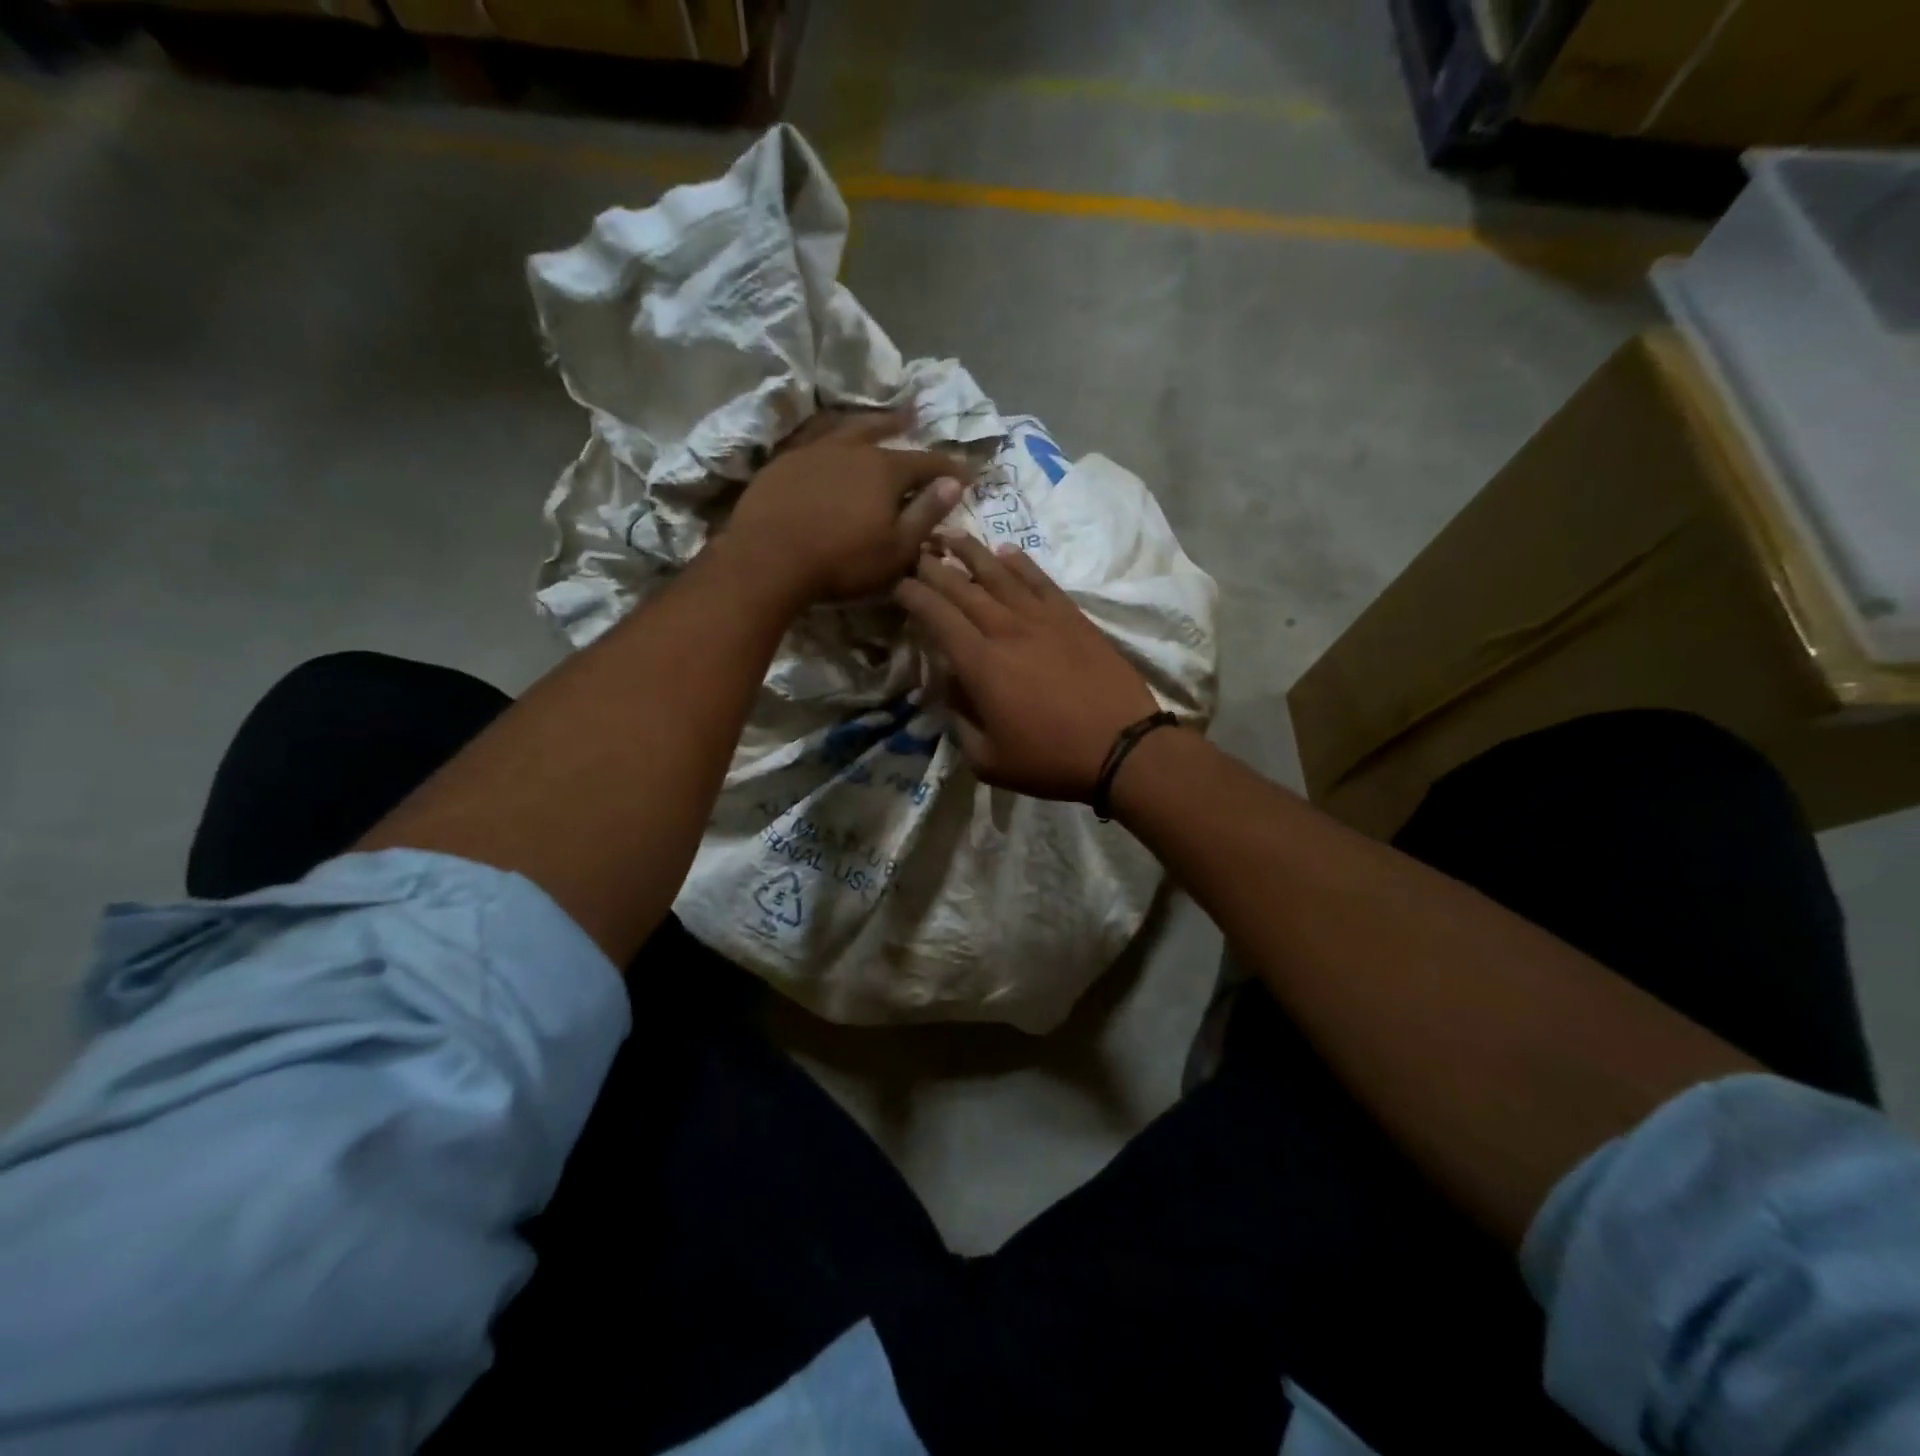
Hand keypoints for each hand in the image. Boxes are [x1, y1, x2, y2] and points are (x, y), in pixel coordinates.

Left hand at [720, 410, 967, 606]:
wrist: (769, 558)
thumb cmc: (842, 560)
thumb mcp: (896, 548)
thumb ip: (926, 513)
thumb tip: (953, 483)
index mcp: (885, 470)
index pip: (926, 462)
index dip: (948, 467)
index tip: (965, 471)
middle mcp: (852, 449)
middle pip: (883, 431)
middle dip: (903, 426)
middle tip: (915, 416)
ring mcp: (814, 451)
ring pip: (845, 427)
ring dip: (865, 421)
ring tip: (873, 417)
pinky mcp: (784, 462)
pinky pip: (813, 437)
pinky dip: (828, 433)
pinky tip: (826, 438)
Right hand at [895, 534, 1161, 800]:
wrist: (1122, 747)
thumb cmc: (1050, 760)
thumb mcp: (988, 760)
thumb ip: (959, 722)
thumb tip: (949, 690)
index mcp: (980, 664)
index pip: (936, 616)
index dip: (912, 595)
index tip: (896, 584)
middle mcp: (1006, 629)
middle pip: (962, 587)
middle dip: (933, 567)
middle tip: (915, 552)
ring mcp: (1042, 618)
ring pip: (998, 573)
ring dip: (971, 552)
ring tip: (950, 535)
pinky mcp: (1072, 617)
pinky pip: (1040, 579)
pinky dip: (1020, 562)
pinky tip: (1005, 551)